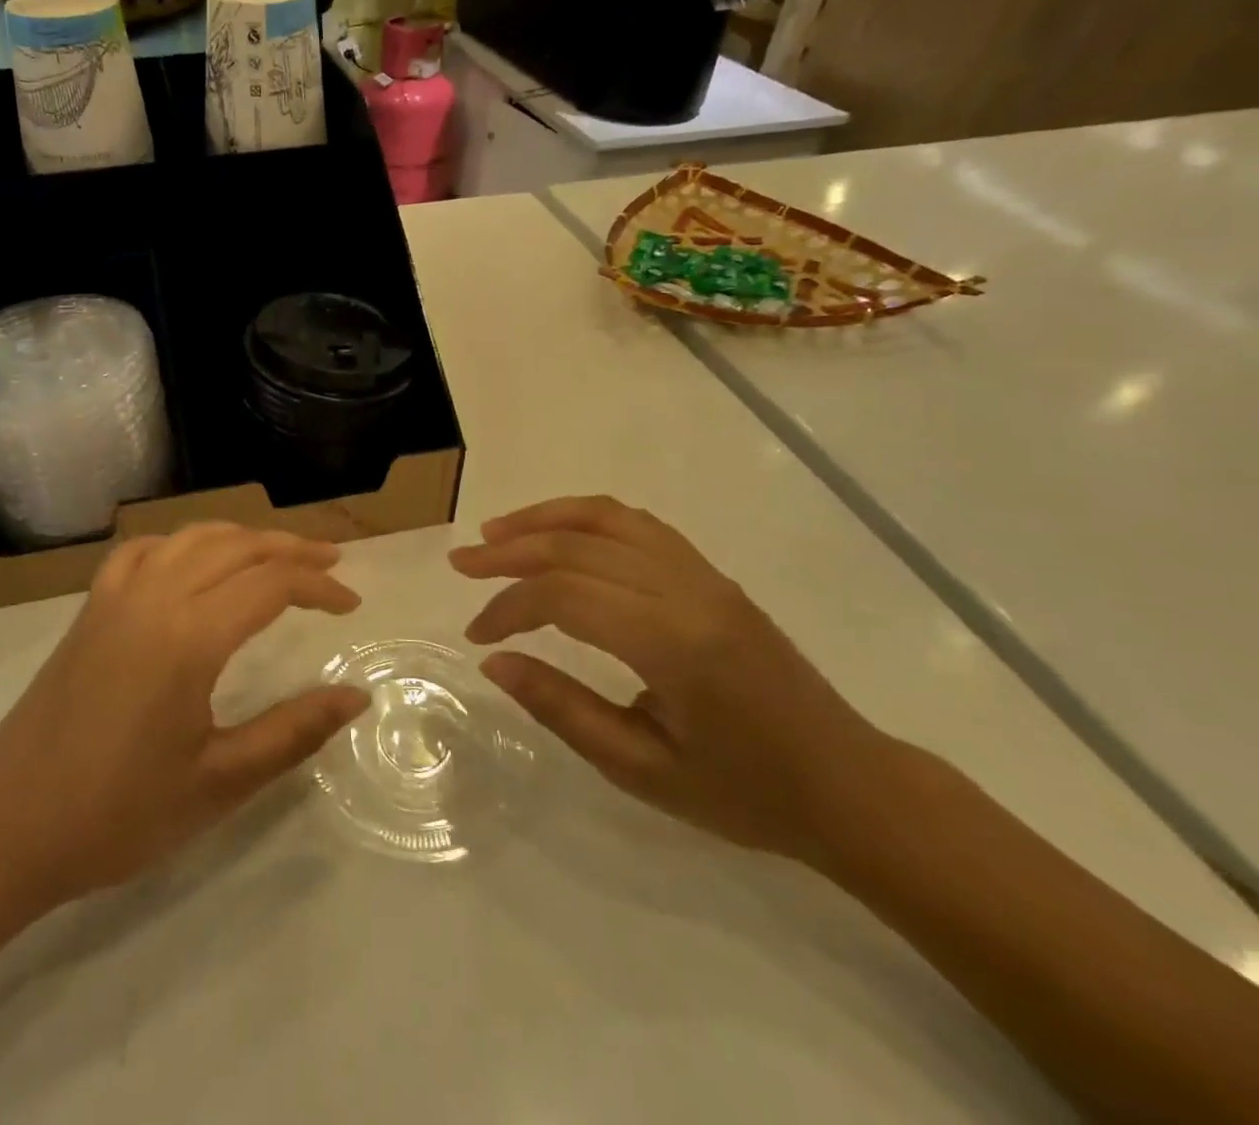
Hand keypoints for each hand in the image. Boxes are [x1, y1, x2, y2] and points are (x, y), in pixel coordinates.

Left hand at [0, 523, 368, 904]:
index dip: (319, 585)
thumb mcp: (219, 781)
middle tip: (332, 560)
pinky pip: (142, 551)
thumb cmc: (118, 812)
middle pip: (236, 546)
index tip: (352, 604)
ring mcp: (116, 596)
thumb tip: (357, 696)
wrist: (7, 825)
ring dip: (241, 536)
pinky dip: (180, 543)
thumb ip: (294, 731)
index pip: (271, 584)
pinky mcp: (91, 608)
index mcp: (190, 636)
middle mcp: (155, 596)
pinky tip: (190, 560)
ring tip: (276, 553)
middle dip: (291, 547)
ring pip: (190, 537)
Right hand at [450, 496, 892, 864]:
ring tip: (498, 531)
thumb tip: (494, 663)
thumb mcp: (642, 770)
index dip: (508, 606)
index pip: (564, 595)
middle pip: (578, 545)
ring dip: (546, 518)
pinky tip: (560, 534)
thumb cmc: (745, 793)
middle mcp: (688, 591)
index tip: (477, 636)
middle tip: (462, 562)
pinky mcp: (712, 574)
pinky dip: (588, 518)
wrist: (850, 787)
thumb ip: (561, 709)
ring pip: (609, 518)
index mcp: (673, 643)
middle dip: (511, 550)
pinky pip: (639, 525)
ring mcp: (704, 575)